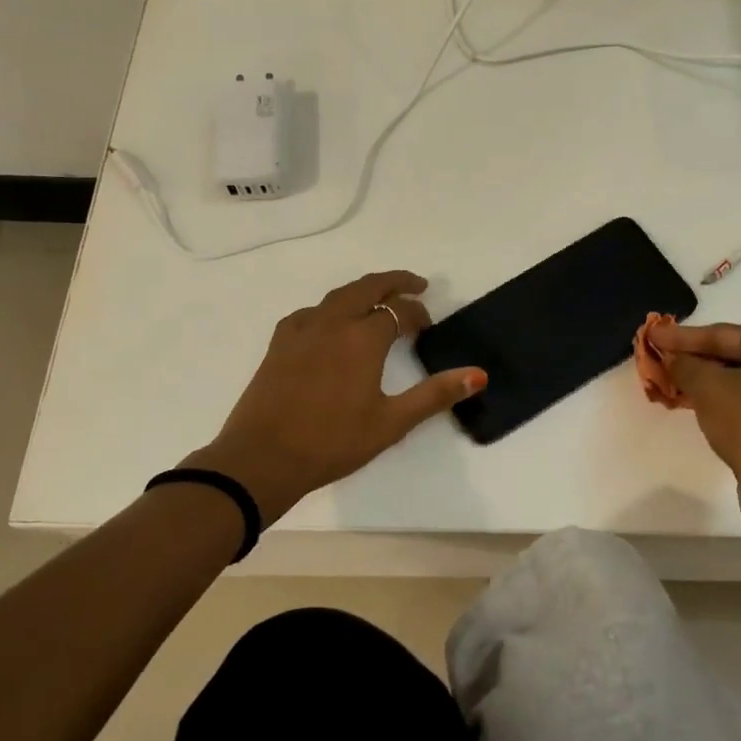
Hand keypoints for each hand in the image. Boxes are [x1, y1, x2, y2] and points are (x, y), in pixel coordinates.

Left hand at [187, 271, 485, 522]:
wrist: (262, 458)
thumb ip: (434, 395)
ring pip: (339, 296)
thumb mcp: (391, 423)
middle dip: (395, 282)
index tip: (429, 327)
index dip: (418, 313)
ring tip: (379, 300)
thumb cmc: (332, 442)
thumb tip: (478, 375)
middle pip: (368, 287)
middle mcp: (332, 322)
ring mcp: (302, 329)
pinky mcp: (280, 343)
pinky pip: (313, 311)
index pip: (399, 311)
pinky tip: (333, 324)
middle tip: (416, 285)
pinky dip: (333, 308)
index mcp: (362, 338)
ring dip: (364, 291)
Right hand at [648, 320, 740, 526]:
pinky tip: (700, 408)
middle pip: (735, 355)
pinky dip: (724, 402)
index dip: (682, 335)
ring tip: (674, 382)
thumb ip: (686, 365)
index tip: (652, 334)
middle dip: (696, 358)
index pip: (723, 334)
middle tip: (662, 357)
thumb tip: (675, 359)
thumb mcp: (708, 387)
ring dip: (707, 382)